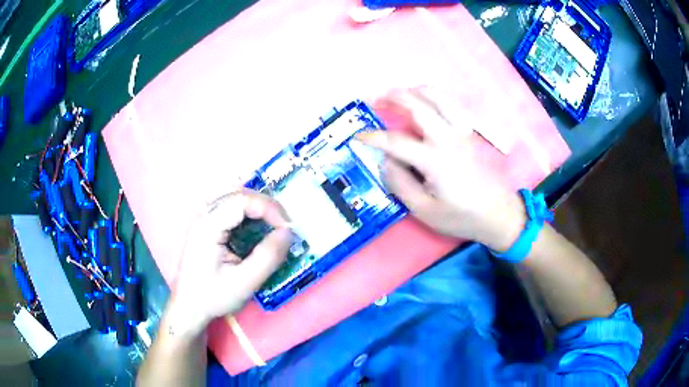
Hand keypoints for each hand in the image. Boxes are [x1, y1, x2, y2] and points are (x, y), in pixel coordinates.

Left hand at [167, 190, 291, 336]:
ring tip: (275, 224)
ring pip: (235, 197)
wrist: (188, 306)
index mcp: (208, 226)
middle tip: (284, 226)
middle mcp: (204, 214)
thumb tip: (288, 232)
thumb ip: (268, 257)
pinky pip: (230, 208)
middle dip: (266, 206)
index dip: (269, 208)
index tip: (286, 228)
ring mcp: (204, 218)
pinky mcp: (207, 225)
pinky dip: (249, 213)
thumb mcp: (244, 282)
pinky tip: (257, 226)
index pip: (243, 200)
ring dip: (258, 207)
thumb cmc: (213, 296)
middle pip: (239, 194)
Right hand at [357, 89, 525, 250]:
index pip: (396, 141)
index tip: (357, 136)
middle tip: (374, 98)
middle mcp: (447, 138)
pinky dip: (434, 97)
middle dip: (393, 97)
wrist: (499, 214)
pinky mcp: (469, 133)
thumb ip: (401, 184)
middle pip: (417, 106)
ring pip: (437, 98)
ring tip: (399, 93)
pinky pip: (449, 105)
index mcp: (434, 160)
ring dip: (414, 91)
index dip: (372, 137)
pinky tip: (426, 102)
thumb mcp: (425, 211)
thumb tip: (386, 161)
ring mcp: (461, 132)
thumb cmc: (462, 217)